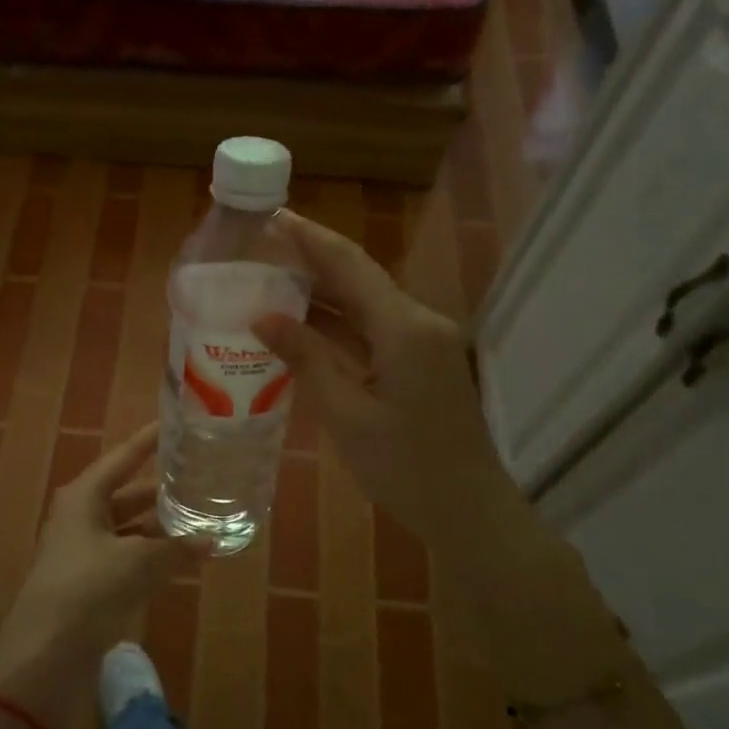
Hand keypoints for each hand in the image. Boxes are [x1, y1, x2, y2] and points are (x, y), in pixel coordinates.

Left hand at [0, 423, 200, 724]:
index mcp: (84, 496)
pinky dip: (154, 555)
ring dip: (161, 526)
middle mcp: (82, 516)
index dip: (148, 441)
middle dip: (162, 489)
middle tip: (200, 476)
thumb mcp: (137, 562)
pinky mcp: (91, 583)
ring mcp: (85, 551)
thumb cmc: (87, 588)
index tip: (174, 424)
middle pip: (128, 493)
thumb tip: (212, 538)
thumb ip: (176, 547)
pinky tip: (183, 557)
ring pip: (131, 528)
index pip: (122, 457)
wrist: (44, 655)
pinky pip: (129, 557)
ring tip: (202, 516)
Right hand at [254, 212, 507, 552]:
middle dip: (311, 261)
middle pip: (358, 278)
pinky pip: (373, 330)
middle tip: (260, 249)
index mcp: (404, 328)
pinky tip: (301, 325)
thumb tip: (263, 317)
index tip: (272, 217)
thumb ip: (307, 359)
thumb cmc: (405, 467)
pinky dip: (338, 325)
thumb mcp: (346, 414)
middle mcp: (418, 322)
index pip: (349, 265)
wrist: (469, 511)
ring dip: (322, 293)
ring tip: (270, 280)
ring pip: (365, 304)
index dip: (310, 238)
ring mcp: (423, 343)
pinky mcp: (420, 363)